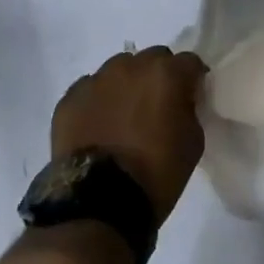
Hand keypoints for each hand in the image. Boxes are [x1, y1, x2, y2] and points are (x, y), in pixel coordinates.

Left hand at [52, 46, 207, 222]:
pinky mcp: (70, 98)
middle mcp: (131, 66)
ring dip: (127, 85)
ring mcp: (97, 80)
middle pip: (153, 59)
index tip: (190, 98)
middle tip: (157, 107)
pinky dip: (98, 101)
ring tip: (124, 116)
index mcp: (166, 74)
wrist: (98, 205)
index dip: (192, 80)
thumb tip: (180, 101)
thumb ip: (189, 109)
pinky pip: (91, 89)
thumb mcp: (193, 141)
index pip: (189, 62)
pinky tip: (99, 126)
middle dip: (159, 77)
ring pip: (119, 69)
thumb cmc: (157, 173)